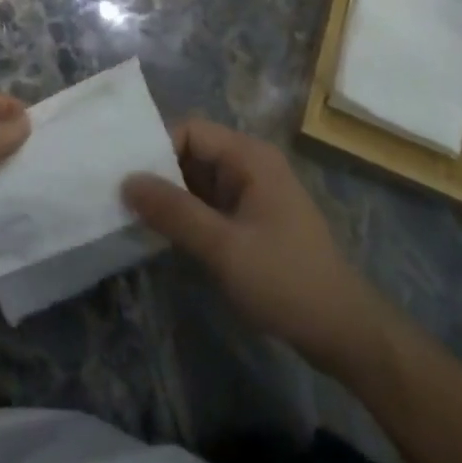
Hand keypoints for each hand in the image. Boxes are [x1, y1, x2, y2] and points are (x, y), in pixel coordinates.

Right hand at [124, 117, 388, 376]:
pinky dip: (187, 215)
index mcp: (249, 156)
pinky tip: (162, 234)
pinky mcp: (251, 220)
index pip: (191, 131)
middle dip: (159, 173)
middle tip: (119, 197)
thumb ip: (174, 212)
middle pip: (193, 153)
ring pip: (199, 180)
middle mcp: (250, 164)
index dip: (157, 149)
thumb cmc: (285, 280)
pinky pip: (210, 204)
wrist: (343, 331)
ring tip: (130, 215)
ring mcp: (252, 193)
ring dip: (170, 197)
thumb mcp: (223, 247)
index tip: (126, 178)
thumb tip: (126, 181)